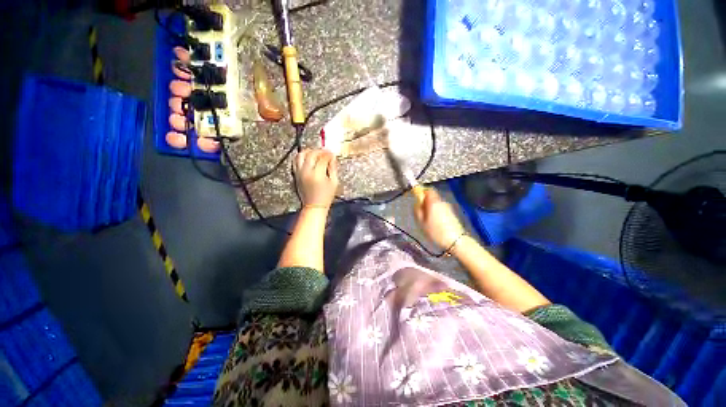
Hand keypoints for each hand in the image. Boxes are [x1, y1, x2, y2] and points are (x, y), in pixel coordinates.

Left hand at [294, 149, 338, 208]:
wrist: (314, 206)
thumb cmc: (326, 196)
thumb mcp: (334, 183)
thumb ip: (333, 168)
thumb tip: (332, 157)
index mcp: (318, 174)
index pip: (323, 158)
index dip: (328, 154)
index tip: (332, 153)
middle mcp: (306, 172)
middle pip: (312, 154)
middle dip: (320, 151)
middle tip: (325, 152)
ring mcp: (299, 173)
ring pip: (301, 155)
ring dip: (309, 151)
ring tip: (316, 153)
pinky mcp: (295, 175)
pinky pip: (295, 161)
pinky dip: (301, 157)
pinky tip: (308, 158)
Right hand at [415, 188, 464, 249]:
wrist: (455, 241)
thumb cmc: (435, 231)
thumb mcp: (421, 222)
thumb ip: (417, 210)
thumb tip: (417, 203)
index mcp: (433, 202)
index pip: (428, 190)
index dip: (422, 191)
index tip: (417, 198)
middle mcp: (441, 202)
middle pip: (432, 197)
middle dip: (425, 202)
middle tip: (421, 212)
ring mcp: (448, 207)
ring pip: (436, 203)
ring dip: (431, 208)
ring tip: (427, 220)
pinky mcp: (452, 214)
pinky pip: (441, 209)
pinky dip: (436, 212)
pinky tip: (435, 223)